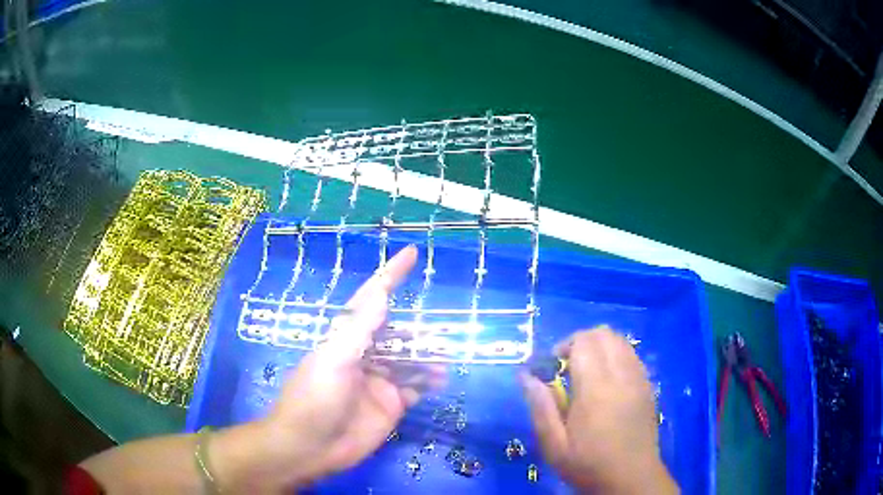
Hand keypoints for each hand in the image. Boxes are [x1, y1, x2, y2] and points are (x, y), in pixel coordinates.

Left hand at [212, 245, 444, 491]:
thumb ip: (359, 329)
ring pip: (409, 361)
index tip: (410, 254)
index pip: (371, 300)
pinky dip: (429, 382)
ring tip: (447, 356)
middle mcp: (364, 356)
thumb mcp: (333, 359)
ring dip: (428, 357)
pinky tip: (441, 380)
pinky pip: (415, 388)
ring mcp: (379, 382)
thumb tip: (380, 291)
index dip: (390, 276)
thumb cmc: (314, 399)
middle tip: (443, 331)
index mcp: (346, 339)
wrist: (309, 448)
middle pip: (397, 334)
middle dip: (418, 330)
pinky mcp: (390, 406)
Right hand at [521, 326, 677, 493]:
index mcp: (596, 389)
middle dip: (580, 341)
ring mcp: (639, 379)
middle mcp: (621, 376)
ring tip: (586, 374)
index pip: (583, 342)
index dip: (563, 346)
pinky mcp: (648, 386)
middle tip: (567, 368)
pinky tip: (607, 382)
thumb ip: (540, 406)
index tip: (551, 367)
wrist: (631, 479)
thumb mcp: (554, 444)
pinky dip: (615, 356)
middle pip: (603, 334)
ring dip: (599, 347)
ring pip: (620, 341)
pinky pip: (631, 355)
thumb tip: (525, 374)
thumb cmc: (588, 465)